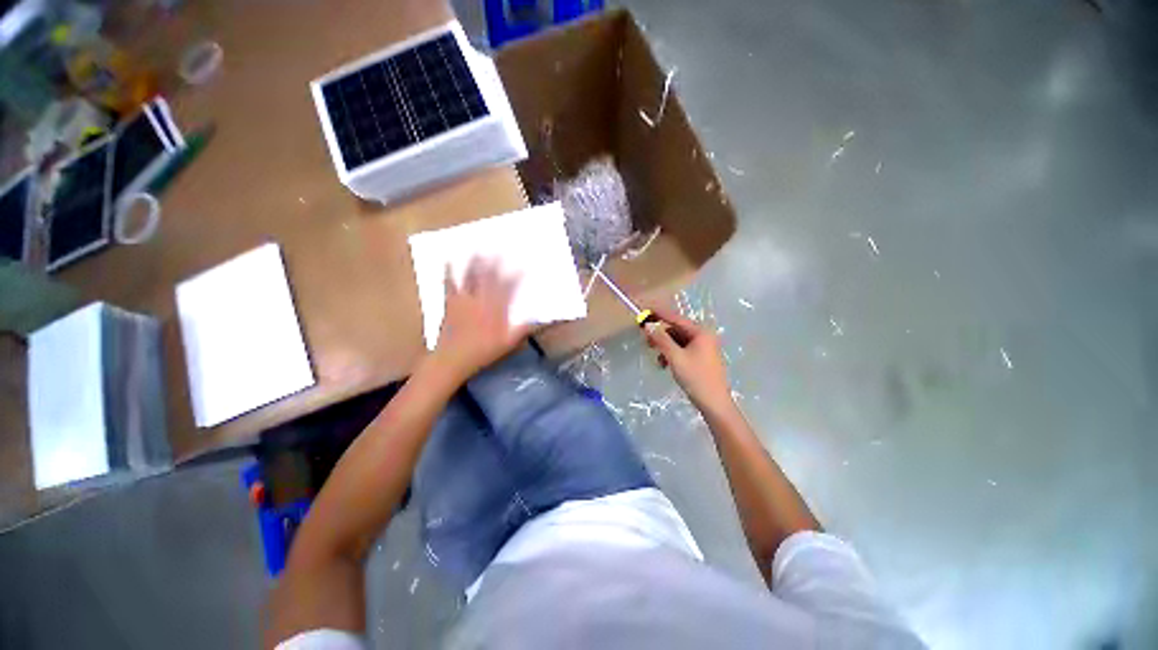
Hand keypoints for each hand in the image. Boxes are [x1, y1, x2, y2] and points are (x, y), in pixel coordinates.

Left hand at [434, 258, 530, 380]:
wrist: (452, 359)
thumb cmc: (483, 352)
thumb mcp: (509, 343)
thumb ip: (525, 329)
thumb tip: (541, 320)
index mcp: (496, 309)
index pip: (509, 288)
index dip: (517, 275)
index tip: (523, 266)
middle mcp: (481, 300)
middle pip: (489, 277)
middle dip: (496, 262)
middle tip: (499, 249)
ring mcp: (464, 300)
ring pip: (470, 277)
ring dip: (475, 262)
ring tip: (479, 249)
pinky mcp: (450, 303)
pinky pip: (450, 284)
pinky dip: (449, 271)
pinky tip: (448, 260)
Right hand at [643, 306, 732, 410]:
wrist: (714, 404)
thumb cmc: (696, 378)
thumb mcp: (675, 357)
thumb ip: (661, 340)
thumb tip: (648, 325)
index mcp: (700, 333)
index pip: (676, 318)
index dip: (659, 315)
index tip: (645, 312)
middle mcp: (703, 337)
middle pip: (676, 330)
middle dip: (661, 335)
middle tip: (646, 341)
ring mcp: (703, 348)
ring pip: (678, 341)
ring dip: (665, 347)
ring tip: (657, 359)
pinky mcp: (701, 358)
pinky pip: (682, 350)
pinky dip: (672, 354)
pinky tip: (665, 364)